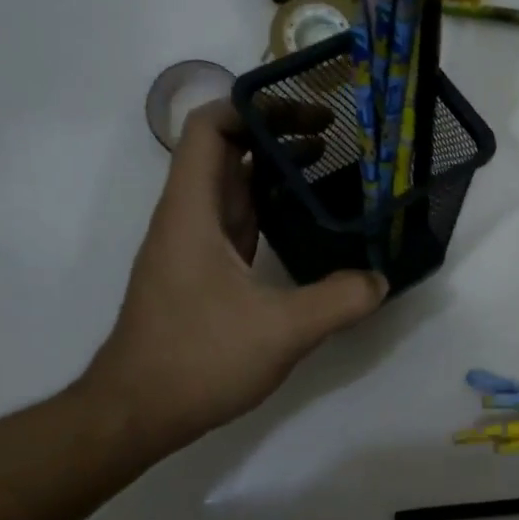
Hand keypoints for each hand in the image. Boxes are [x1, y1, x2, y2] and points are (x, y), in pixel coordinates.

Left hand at [79, 100, 387, 457]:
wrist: (138, 411)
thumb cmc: (198, 359)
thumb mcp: (281, 330)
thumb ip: (338, 300)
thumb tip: (381, 280)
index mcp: (193, 212)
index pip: (210, 129)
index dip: (254, 108)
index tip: (307, 114)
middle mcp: (188, 220)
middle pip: (224, 153)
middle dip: (276, 135)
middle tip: (334, 136)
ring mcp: (193, 249)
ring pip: (232, 190)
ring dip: (274, 173)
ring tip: (329, 168)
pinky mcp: (202, 277)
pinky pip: (238, 225)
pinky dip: (270, 211)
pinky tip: (305, 224)